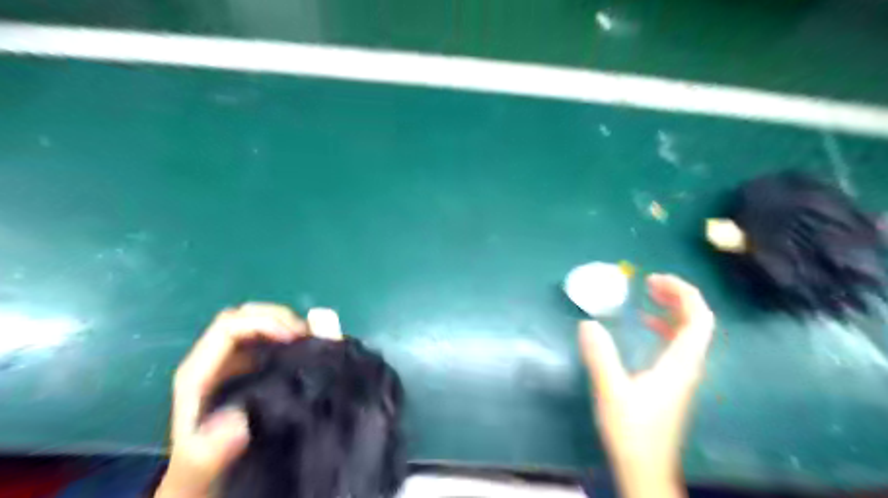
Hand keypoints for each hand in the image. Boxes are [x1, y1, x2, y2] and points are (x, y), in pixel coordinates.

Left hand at [152, 304, 304, 496]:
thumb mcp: (200, 469)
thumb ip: (209, 450)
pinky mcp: (251, 373)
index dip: (263, 323)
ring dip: (288, 326)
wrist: (203, 487)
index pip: (230, 328)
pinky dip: (293, 341)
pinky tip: (311, 353)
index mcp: (200, 373)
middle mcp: (217, 362)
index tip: (295, 337)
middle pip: (245, 318)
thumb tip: (240, 420)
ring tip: (315, 341)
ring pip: (261, 327)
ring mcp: (235, 366)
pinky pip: (272, 344)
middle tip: (310, 335)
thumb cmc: (200, 476)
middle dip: (279, 317)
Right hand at [585, 275, 712, 495]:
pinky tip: (645, 325)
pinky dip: (664, 327)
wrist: (644, 467)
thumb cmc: (632, 430)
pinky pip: (676, 344)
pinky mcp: (672, 381)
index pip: (699, 320)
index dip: (684, 293)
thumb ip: (600, 356)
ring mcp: (681, 374)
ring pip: (688, 333)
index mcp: (680, 364)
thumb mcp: (612, 391)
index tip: (655, 279)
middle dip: (677, 296)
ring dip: (671, 310)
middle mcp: (687, 365)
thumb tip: (588, 323)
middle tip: (650, 282)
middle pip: (697, 322)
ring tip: (648, 295)